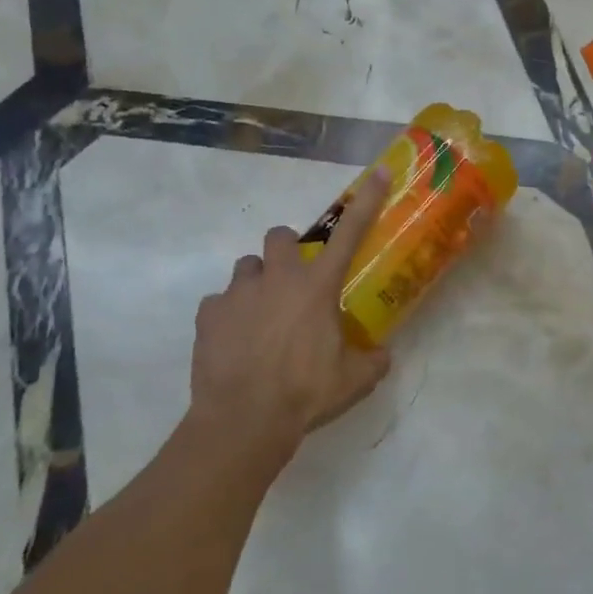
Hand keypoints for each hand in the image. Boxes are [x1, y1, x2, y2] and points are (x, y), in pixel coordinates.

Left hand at [188, 169, 395, 459]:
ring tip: (260, 316)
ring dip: (256, 283)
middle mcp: (278, 278)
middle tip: (292, 282)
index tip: (377, 173)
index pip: (350, 233)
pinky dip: (227, 315)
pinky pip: (218, 303)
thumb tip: (383, 354)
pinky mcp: (209, 313)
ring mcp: (239, 292)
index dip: (367, 201)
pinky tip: (234, 341)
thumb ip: (372, 360)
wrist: (243, 420)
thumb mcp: (353, 381)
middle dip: (287, 251)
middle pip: (280, 235)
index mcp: (318, 286)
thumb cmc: (306, 393)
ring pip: (246, 267)